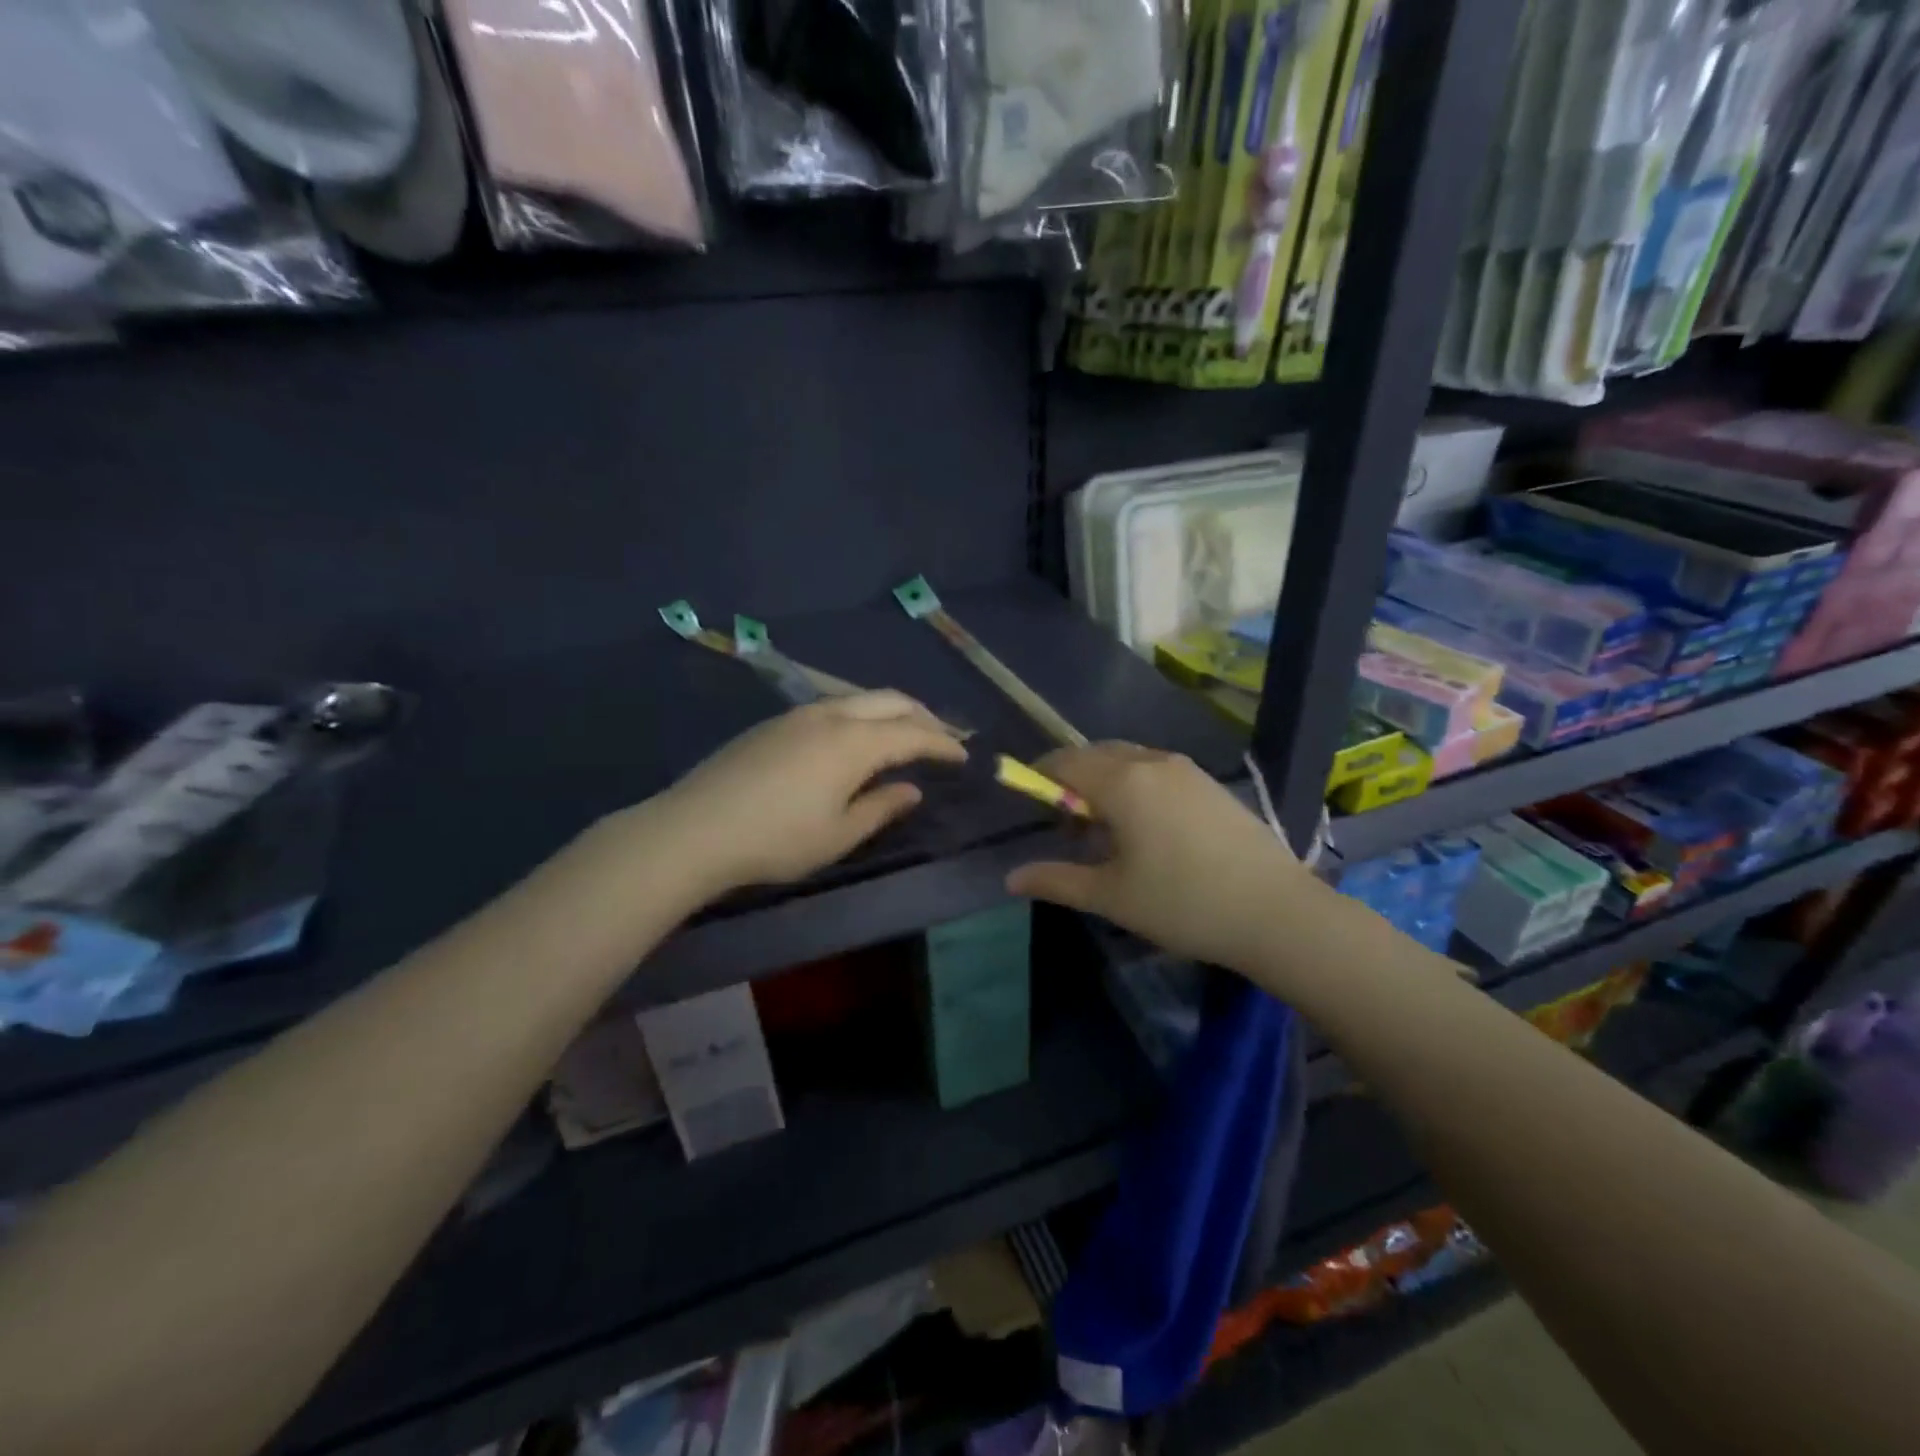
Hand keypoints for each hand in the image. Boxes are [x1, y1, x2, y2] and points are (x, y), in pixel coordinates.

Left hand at [647, 691, 966, 895]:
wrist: (694, 829)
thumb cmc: (776, 840)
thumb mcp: (838, 835)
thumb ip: (881, 807)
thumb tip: (911, 789)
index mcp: (854, 743)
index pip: (913, 734)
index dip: (943, 744)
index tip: (964, 756)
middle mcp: (831, 715)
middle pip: (890, 701)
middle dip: (923, 716)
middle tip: (942, 738)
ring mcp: (799, 714)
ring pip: (859, 698)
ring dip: (890, 712)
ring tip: (904, 735)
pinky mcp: (775, 723)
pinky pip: (833, 706)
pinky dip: (861, 715)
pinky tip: (855, 739)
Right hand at [1006, 743, 1307, 972]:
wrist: (1277, 912)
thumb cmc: (1183, 903)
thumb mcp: (1111, 897)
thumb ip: (1056, 880)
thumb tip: (1011, 878)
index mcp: (1122, 782)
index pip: (1065, 761)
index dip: (1040, 776)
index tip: (1032, 804)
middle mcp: (1152, 762)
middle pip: (1096, 755)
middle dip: (1073, 781)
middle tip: (1070, 827)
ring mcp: (1187, 770)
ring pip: (1129, 760)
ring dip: (1106, 783)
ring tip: (1110, 832)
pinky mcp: (1211, 784)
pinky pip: (1157, 771)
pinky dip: (1137, 786)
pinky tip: (1150, 831)